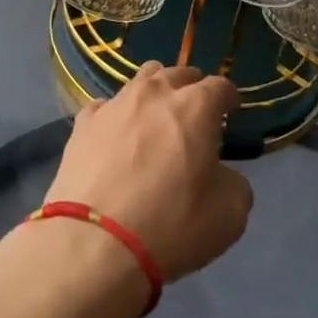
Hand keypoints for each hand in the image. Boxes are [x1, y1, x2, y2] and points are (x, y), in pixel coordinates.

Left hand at [45, 63, 251, 282]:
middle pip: (178, 74)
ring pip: (140, 80)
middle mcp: (154, 94)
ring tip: (155, 117)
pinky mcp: (83, 124)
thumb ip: (234, 183)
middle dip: (191, 88)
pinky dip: (117, 116)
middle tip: (195, 113)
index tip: (231, 111)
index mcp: (195, 107)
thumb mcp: (230, 215)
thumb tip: (220, 174)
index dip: (229, 98)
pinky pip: (106, 107)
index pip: (220, 86)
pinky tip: (116, 137)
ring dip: (154, 93)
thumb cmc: (171, 225)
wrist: (93, 243)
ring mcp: (115, 105)